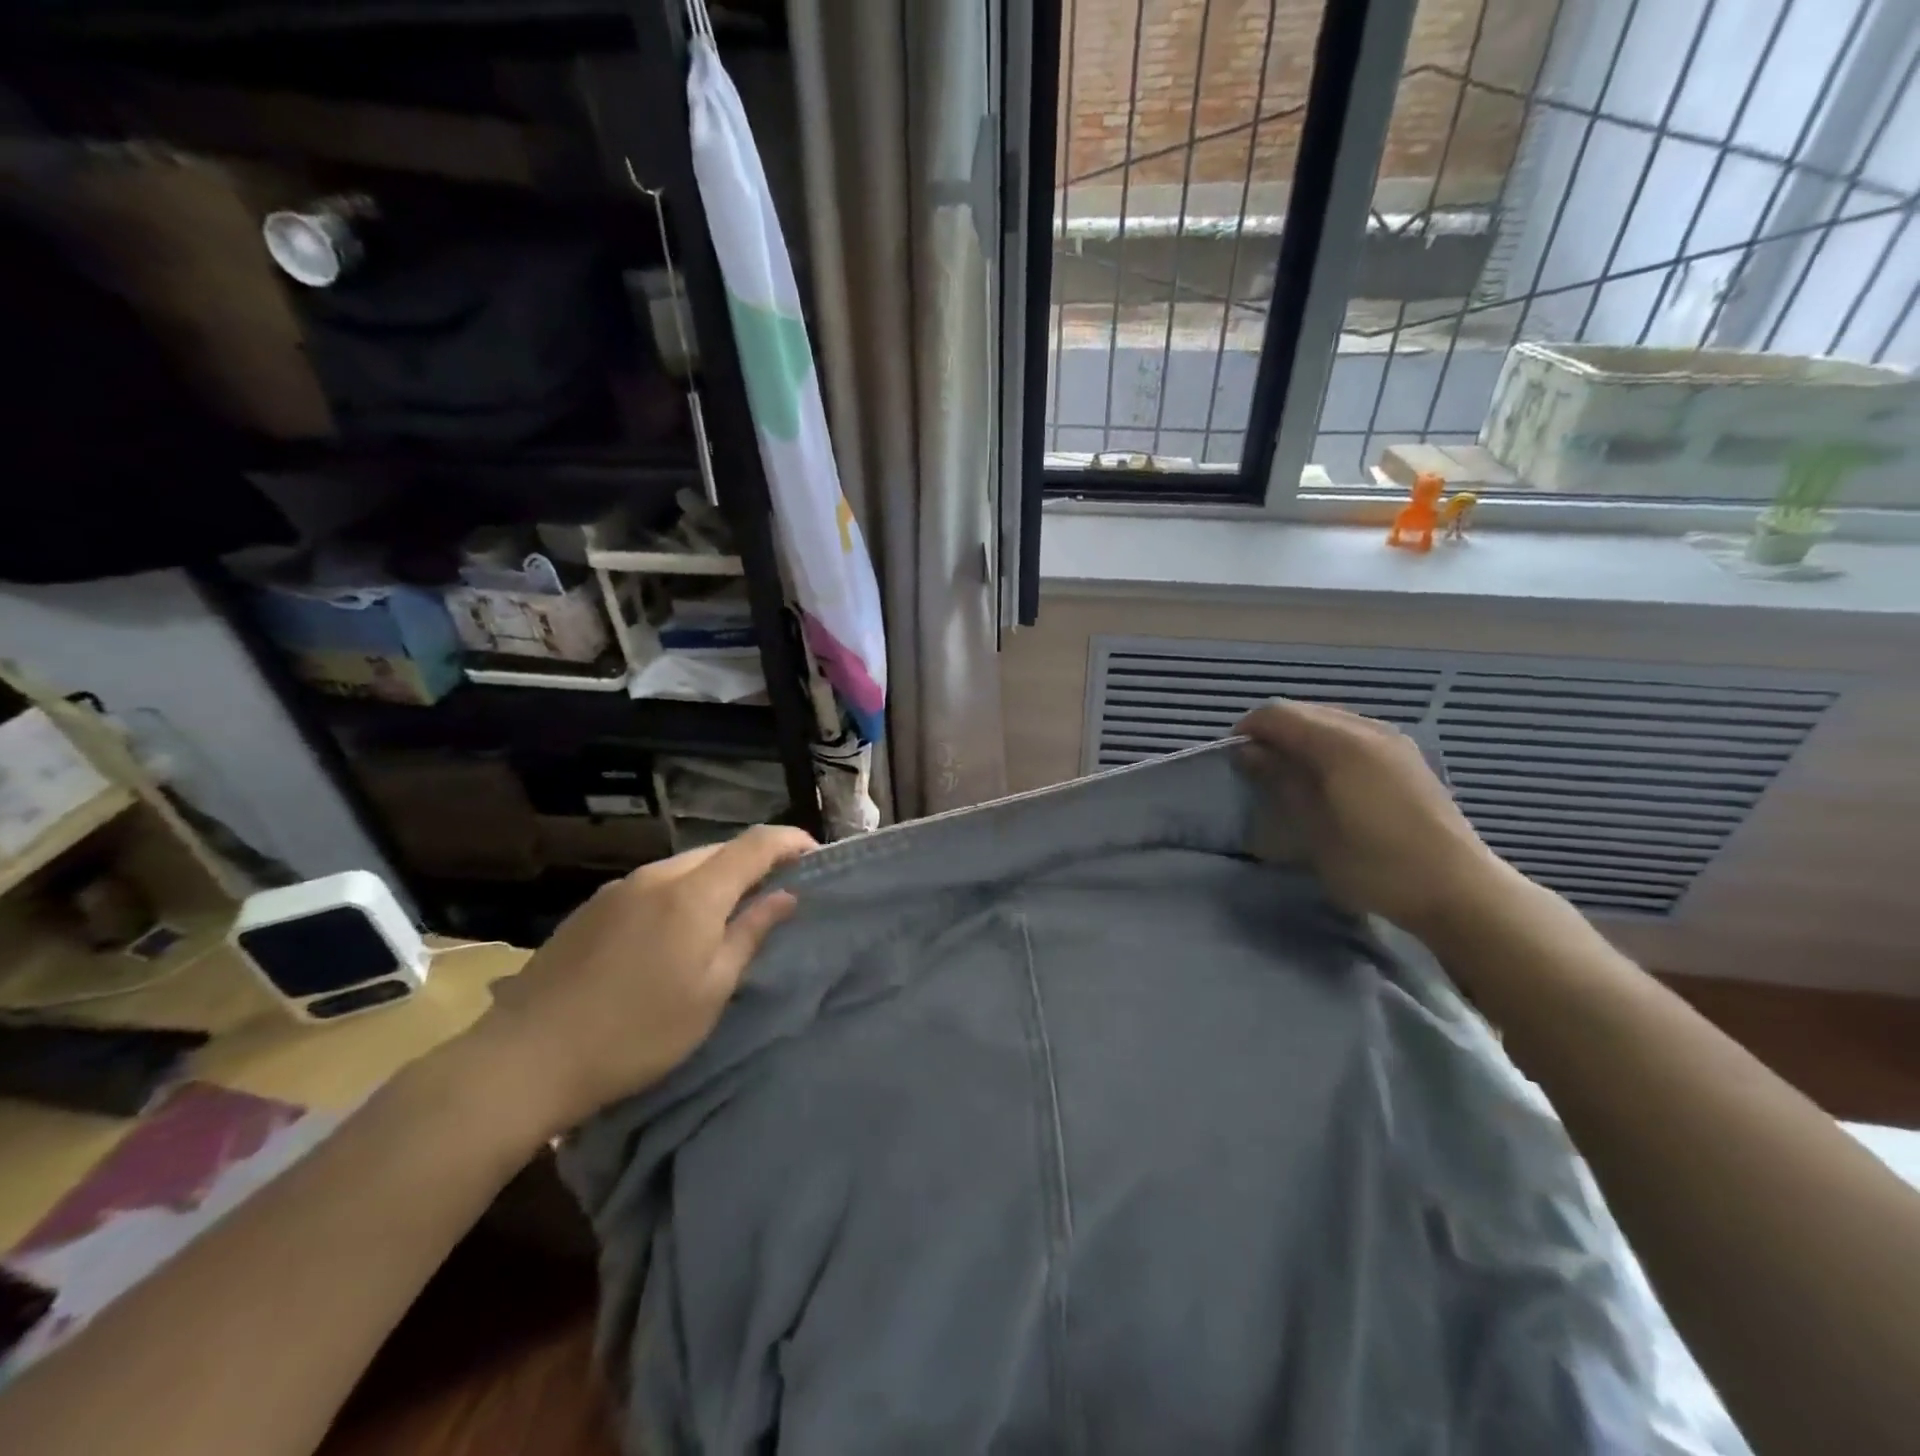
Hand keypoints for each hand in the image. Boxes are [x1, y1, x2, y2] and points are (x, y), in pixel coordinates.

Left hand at [457, 825, 815, 1139]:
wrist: (526, 1059)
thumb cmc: (637, 1033)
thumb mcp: (711, 992)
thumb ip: (750, 934)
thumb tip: (785, 896)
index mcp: (694, 893)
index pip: (755, 845)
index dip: (790, 842)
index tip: (815, 856)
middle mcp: (657, 876)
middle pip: (719, 850)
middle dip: (754, 862)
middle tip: (776, 892)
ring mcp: (618, 889)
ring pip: (684, 866)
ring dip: (716, 878)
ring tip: (728, 914)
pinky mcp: (592, 907)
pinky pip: (653, 884)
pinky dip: (681, 892)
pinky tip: (674, 930)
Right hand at [1235, 701, 1518, 941]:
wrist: (1457, 890)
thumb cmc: (1374, 864)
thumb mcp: (1313, 828)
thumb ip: (1280, 781)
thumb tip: (1250, 753)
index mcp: (1341, 743)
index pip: (1278, 715)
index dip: (1248, 731)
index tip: (1232, 760)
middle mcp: (1368, 730)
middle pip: (1305, 712)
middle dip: (1273, 733)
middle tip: (1256, 769)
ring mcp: (1393, 741)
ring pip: (1331, 721)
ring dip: (1302, 739)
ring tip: (1288, 775)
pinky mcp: (1407, 758)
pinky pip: (1354, 735)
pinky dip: (1328, 746)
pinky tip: (1326, 779)